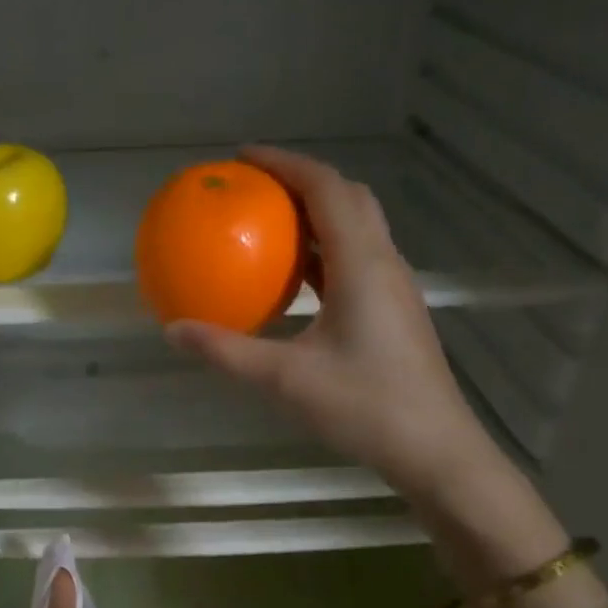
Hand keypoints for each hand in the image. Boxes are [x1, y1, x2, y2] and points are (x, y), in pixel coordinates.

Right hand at [167, 144, 493, 502]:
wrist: (434, 449)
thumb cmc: (364, 407)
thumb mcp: (285, 380)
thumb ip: (226, 351)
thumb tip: (173, 330)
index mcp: (362, 265)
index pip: (326, 189)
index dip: (285, 163)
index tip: (242, 158)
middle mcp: (384, 264)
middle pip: (348, 198)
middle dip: (301, 181)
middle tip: (255, 187)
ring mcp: (394, 288)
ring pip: (357, 229)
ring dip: (316, 215)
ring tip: (270, 224)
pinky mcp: (394, 311)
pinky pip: (357, 260)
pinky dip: (324, 252)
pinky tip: (295, 280)